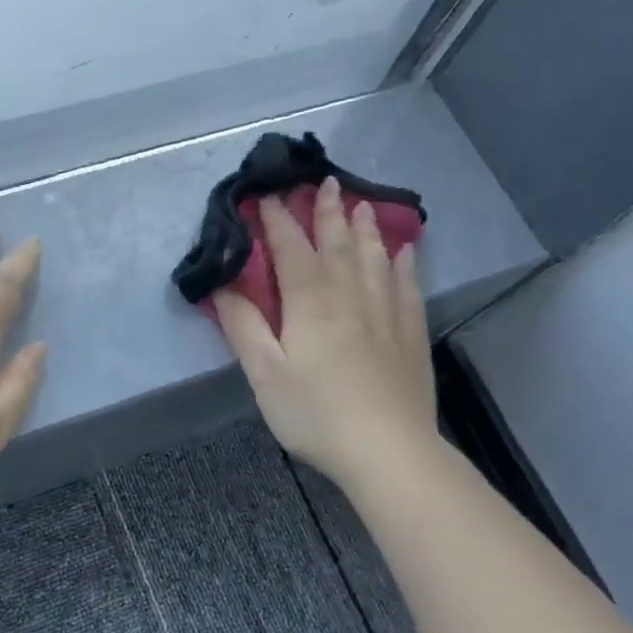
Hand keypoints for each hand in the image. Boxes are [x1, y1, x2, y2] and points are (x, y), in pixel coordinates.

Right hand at [215, 178, 440, 489]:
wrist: (387, 451)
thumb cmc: (315, 413)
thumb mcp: (264, 373)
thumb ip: (243, 326)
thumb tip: (222, 286)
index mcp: (311, 301)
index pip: (291, 248)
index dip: (277, 220)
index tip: (268, 194)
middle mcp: (350, 295)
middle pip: (338, 243)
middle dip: (328, 211)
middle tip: (325, 181)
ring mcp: (386, 313)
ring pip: (375, 257)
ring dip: (366, 228)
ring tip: (362, 204)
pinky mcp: (410, 334)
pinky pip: (407, 286)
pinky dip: (403, 263)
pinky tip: (404, 252)